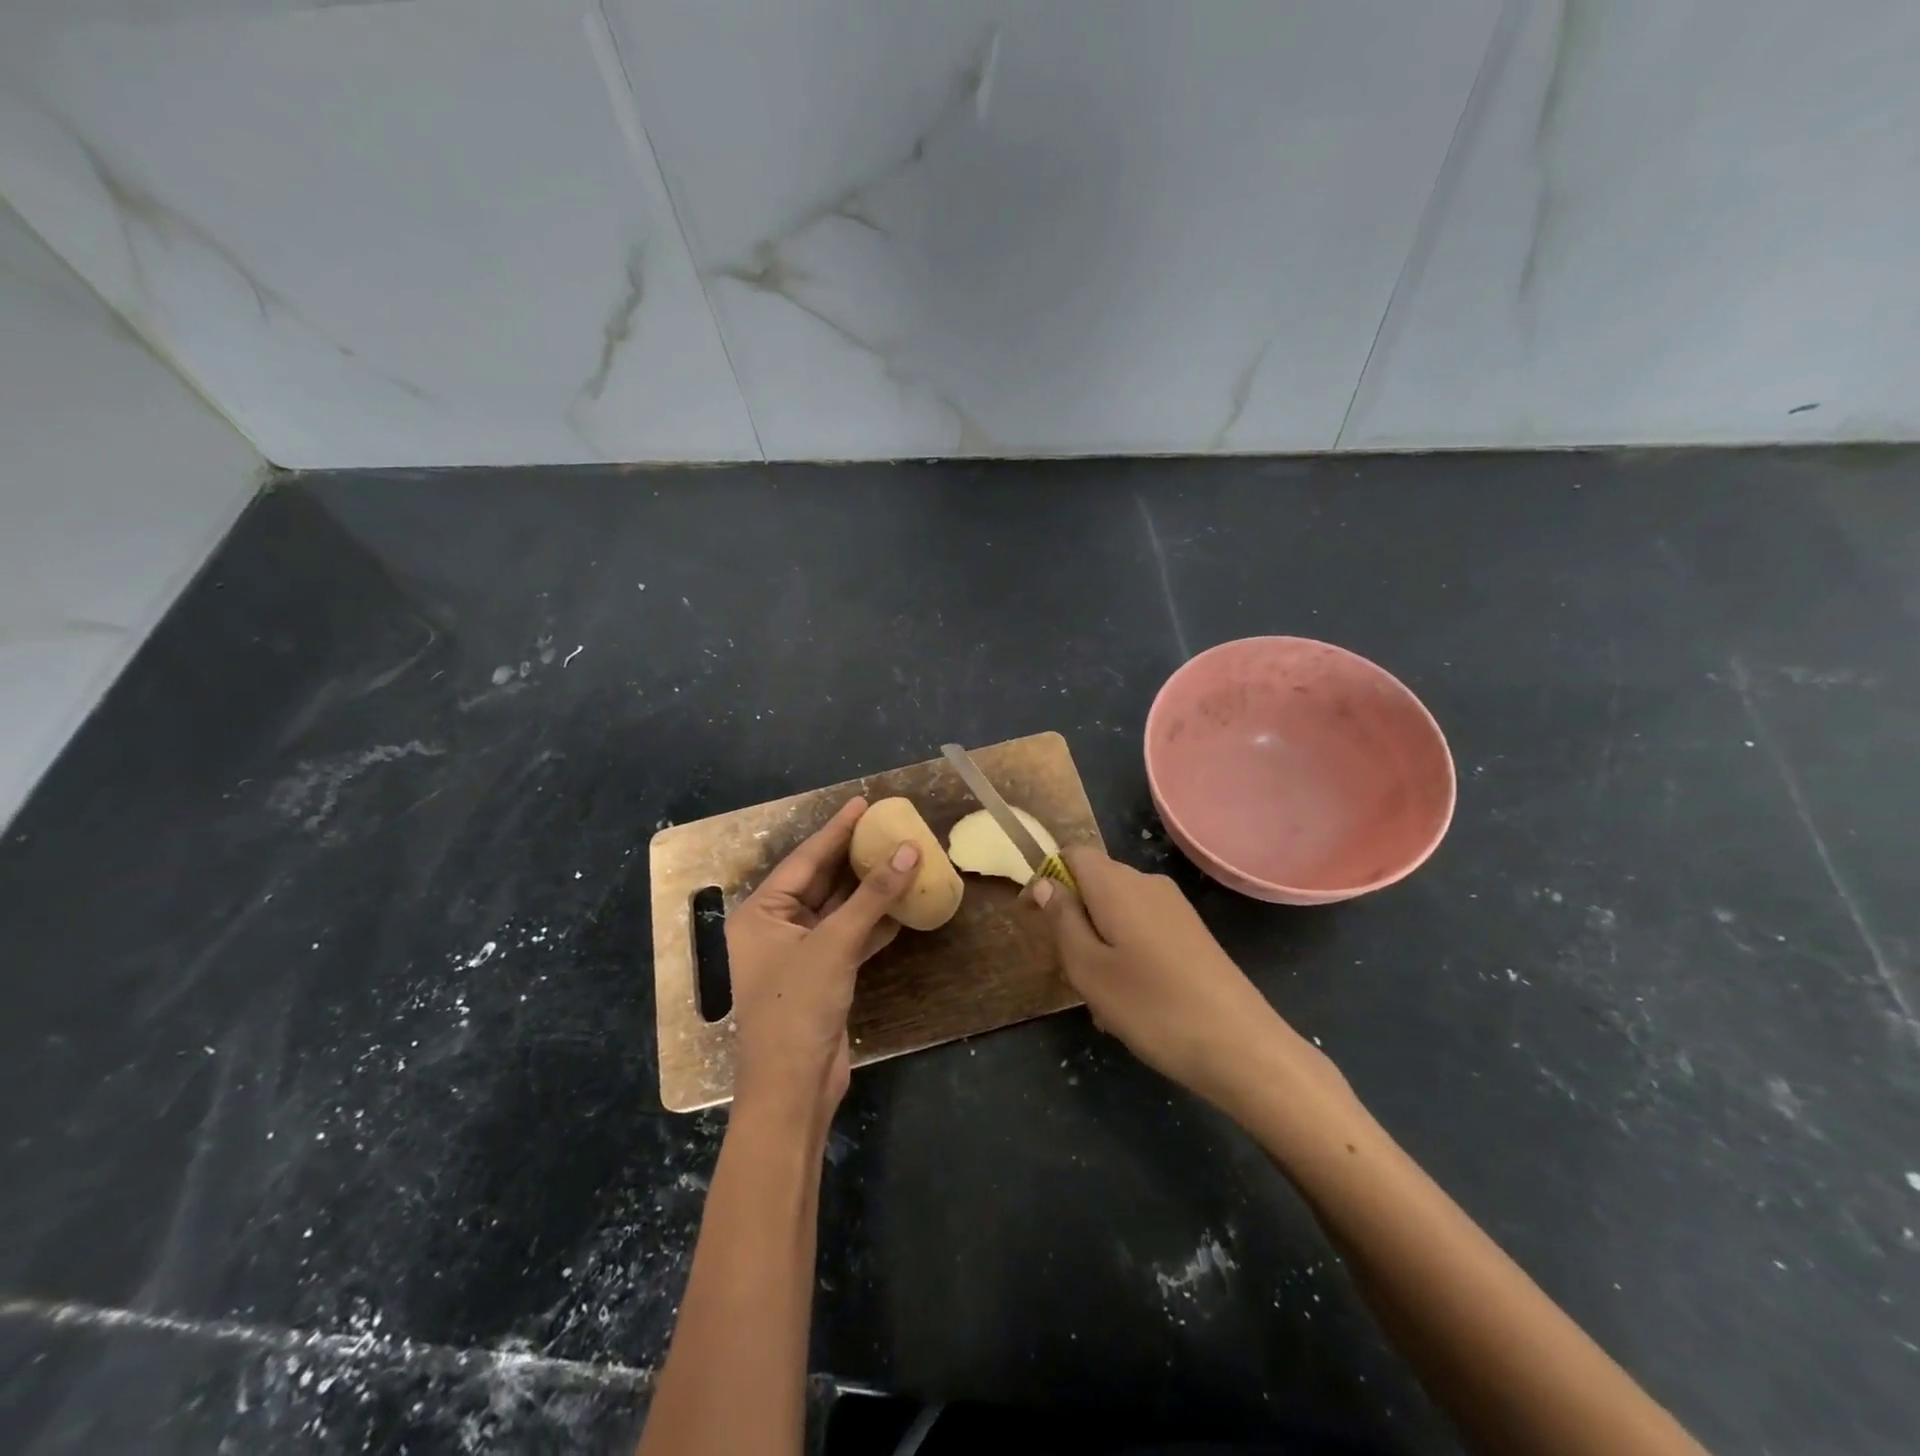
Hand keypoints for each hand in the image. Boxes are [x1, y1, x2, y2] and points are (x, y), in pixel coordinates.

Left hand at [727, 797, 920, 1120]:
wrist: (793, 1088)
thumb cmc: (798, 1006)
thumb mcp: (835, 944)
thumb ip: (873, 896)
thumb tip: (910, 850)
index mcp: (761, 913)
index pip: (805, 859)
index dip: (836, 829)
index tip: (863, 803)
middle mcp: (775, 928)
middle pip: (822, 881)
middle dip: (855, 856)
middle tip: (886, 825)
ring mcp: (799, 953)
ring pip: (839, 910)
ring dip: (870, 890)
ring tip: (902, 856)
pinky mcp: (822, 976)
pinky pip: (850, 937)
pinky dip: (874, 923)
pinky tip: (904, 905)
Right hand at [1027, 847, 1337, 1110]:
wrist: (1240, 1046)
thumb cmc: (1151, 1006)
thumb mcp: (1088, 968)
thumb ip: (1062, 919)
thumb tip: (1045, 882)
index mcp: (1116, 884)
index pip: (1072, 854)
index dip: (1046, 879)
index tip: (1031, 920)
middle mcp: (1147, 883)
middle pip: (1095, 883)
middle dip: (1073, 918)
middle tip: (1068, 969)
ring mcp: (1174, 908)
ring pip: (1118, 911)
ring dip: (1099, 943)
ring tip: (1100, 998)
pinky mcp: (1192, 933)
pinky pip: (1143, 929)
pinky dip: (1125, 954)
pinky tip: (1131, 1001)